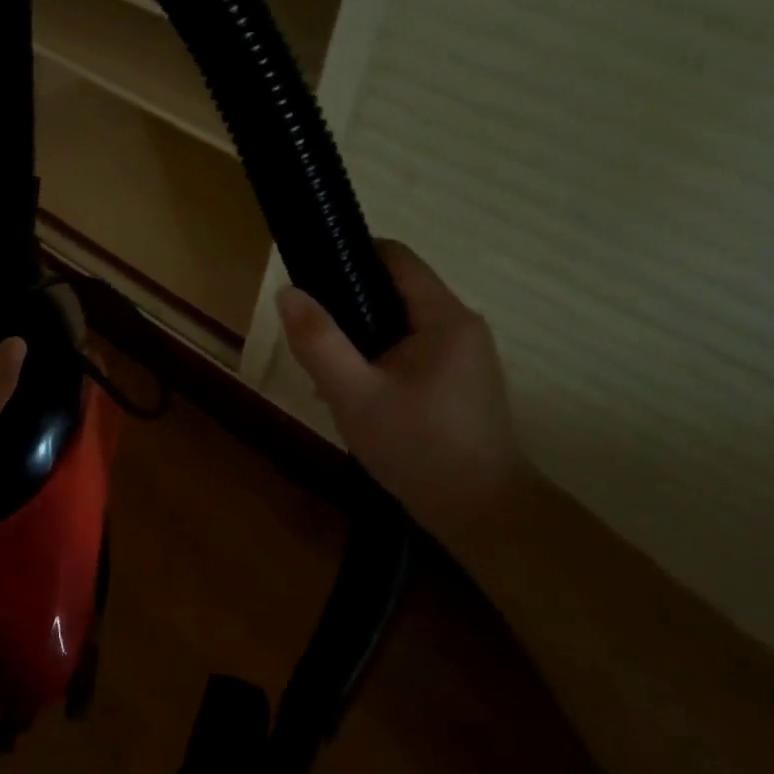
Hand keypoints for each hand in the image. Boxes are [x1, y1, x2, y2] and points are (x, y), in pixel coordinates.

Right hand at [277, 241, 525, 543]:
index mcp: (444, 317)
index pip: (394, 256)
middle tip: (313, 340)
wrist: (485, 518)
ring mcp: (465, 353)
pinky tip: (359, 394)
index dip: (349, 255)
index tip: (311, 278)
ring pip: (400, 321)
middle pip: (394, 288)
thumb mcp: (354, 395)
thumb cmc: (420, 450)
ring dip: (361, 336)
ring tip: (330, 374)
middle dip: (348, 306)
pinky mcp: (462, 379)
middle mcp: (461, 324)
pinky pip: (412, 348)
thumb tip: (287, 291)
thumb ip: (318, 341)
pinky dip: (381, 357)